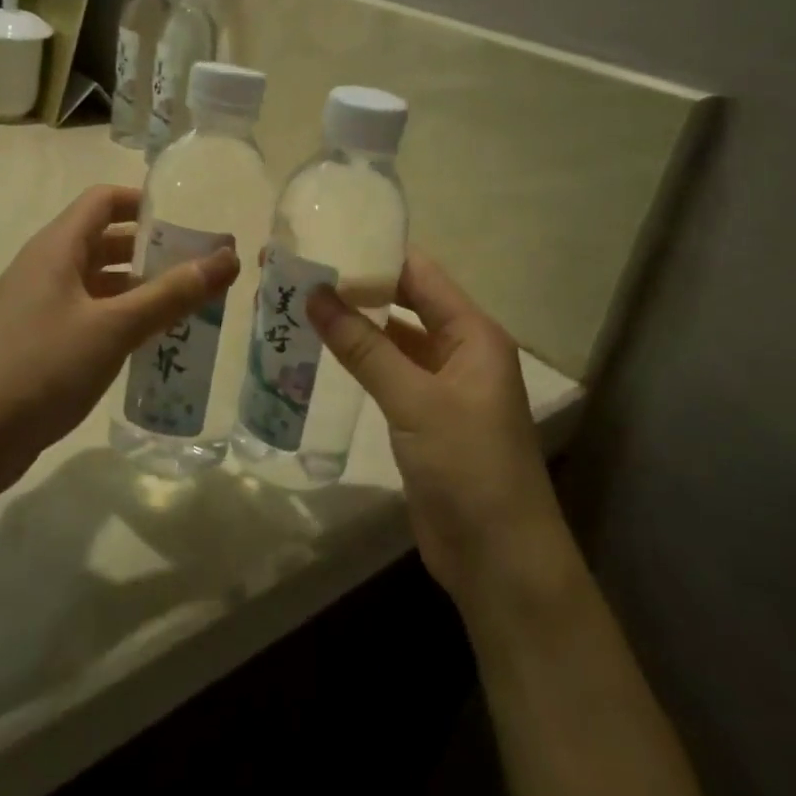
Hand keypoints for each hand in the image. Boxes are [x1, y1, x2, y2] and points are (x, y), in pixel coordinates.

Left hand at [0, 185, 238, 503]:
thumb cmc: (42, 369)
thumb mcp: (114, 328)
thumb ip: (172, 294)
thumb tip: (229, 258)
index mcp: (56, 249)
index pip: (104, 201)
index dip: (146, 203)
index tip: (190, 222)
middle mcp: (45, 268)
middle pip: (104, 241)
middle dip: (152, 251)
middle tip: (200, 270)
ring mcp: (38, 306)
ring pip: (98, 283)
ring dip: (140, 289)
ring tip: (188, 308)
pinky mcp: (39, 342)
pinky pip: (88, 316)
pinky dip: (121, 320)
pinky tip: (150, 345)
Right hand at [307, 251, 573, 611]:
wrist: (498, 557)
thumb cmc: (468, 466)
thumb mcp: (415, 400)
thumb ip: (364, 347)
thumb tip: (314, 294)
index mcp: (473, 334)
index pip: (420, 274)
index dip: (374, 253)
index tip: (322, 238)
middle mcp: (460, 351)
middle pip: (404, 303)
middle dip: (356, 287)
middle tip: (297, 271)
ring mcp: (441, 386)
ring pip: (392, 340)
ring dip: (353, 324)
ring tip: (298, 304)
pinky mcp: (423, 418)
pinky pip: (387, 374)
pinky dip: (357, 361)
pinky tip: (319, 352)